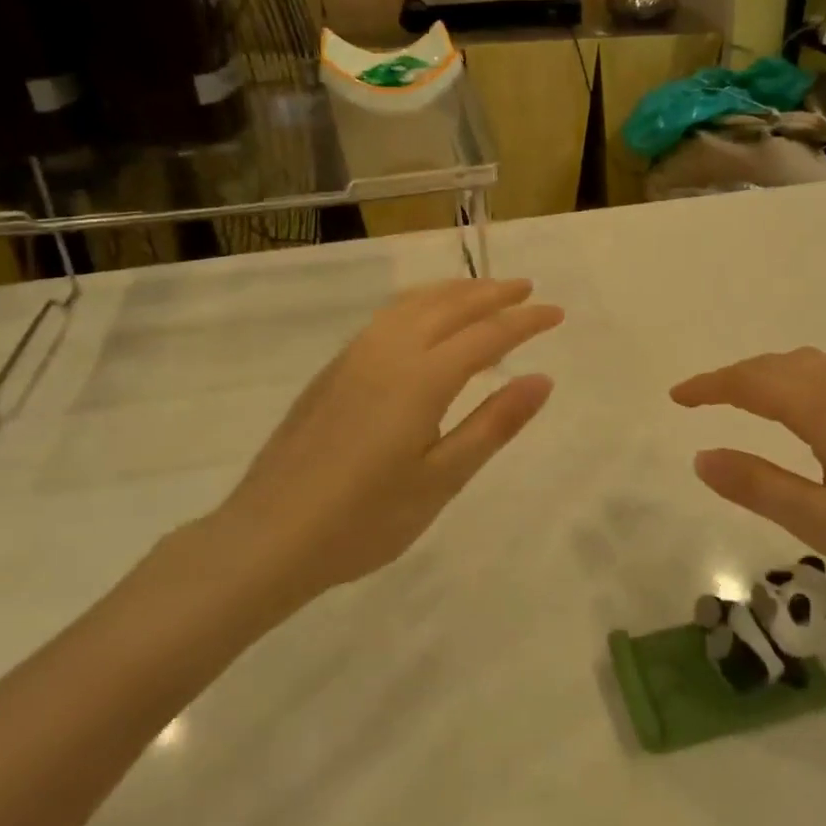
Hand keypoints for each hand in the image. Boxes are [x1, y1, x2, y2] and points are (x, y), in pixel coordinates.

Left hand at [208, 279, 561, 612]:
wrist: (268, 537)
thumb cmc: (365, 520)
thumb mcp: (442, 479)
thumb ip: (494, 424)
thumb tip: (542, 379)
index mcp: (422, 378)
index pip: (488, 334)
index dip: (526, 320)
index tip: (557, 312)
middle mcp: (389, 352)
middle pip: (450, 306)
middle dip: (492, 293)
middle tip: (527, 288)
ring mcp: (355, 357)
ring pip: (413, 303)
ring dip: (454, 291)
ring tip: (482, 291)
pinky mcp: (333, 370)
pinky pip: (388, 316)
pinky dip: (420, 303)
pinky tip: (424, 317)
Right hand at [671, 348, 825, 615]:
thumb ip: (762, 488)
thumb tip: (702, 456)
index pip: (754, 382)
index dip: (710, 386)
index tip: (675, 398)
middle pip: (780, 365)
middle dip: (735, 377)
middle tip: (699, 401)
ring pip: (809, 367)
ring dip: (768, 376)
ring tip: (741, 403)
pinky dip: (797, 383)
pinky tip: (803, 418)